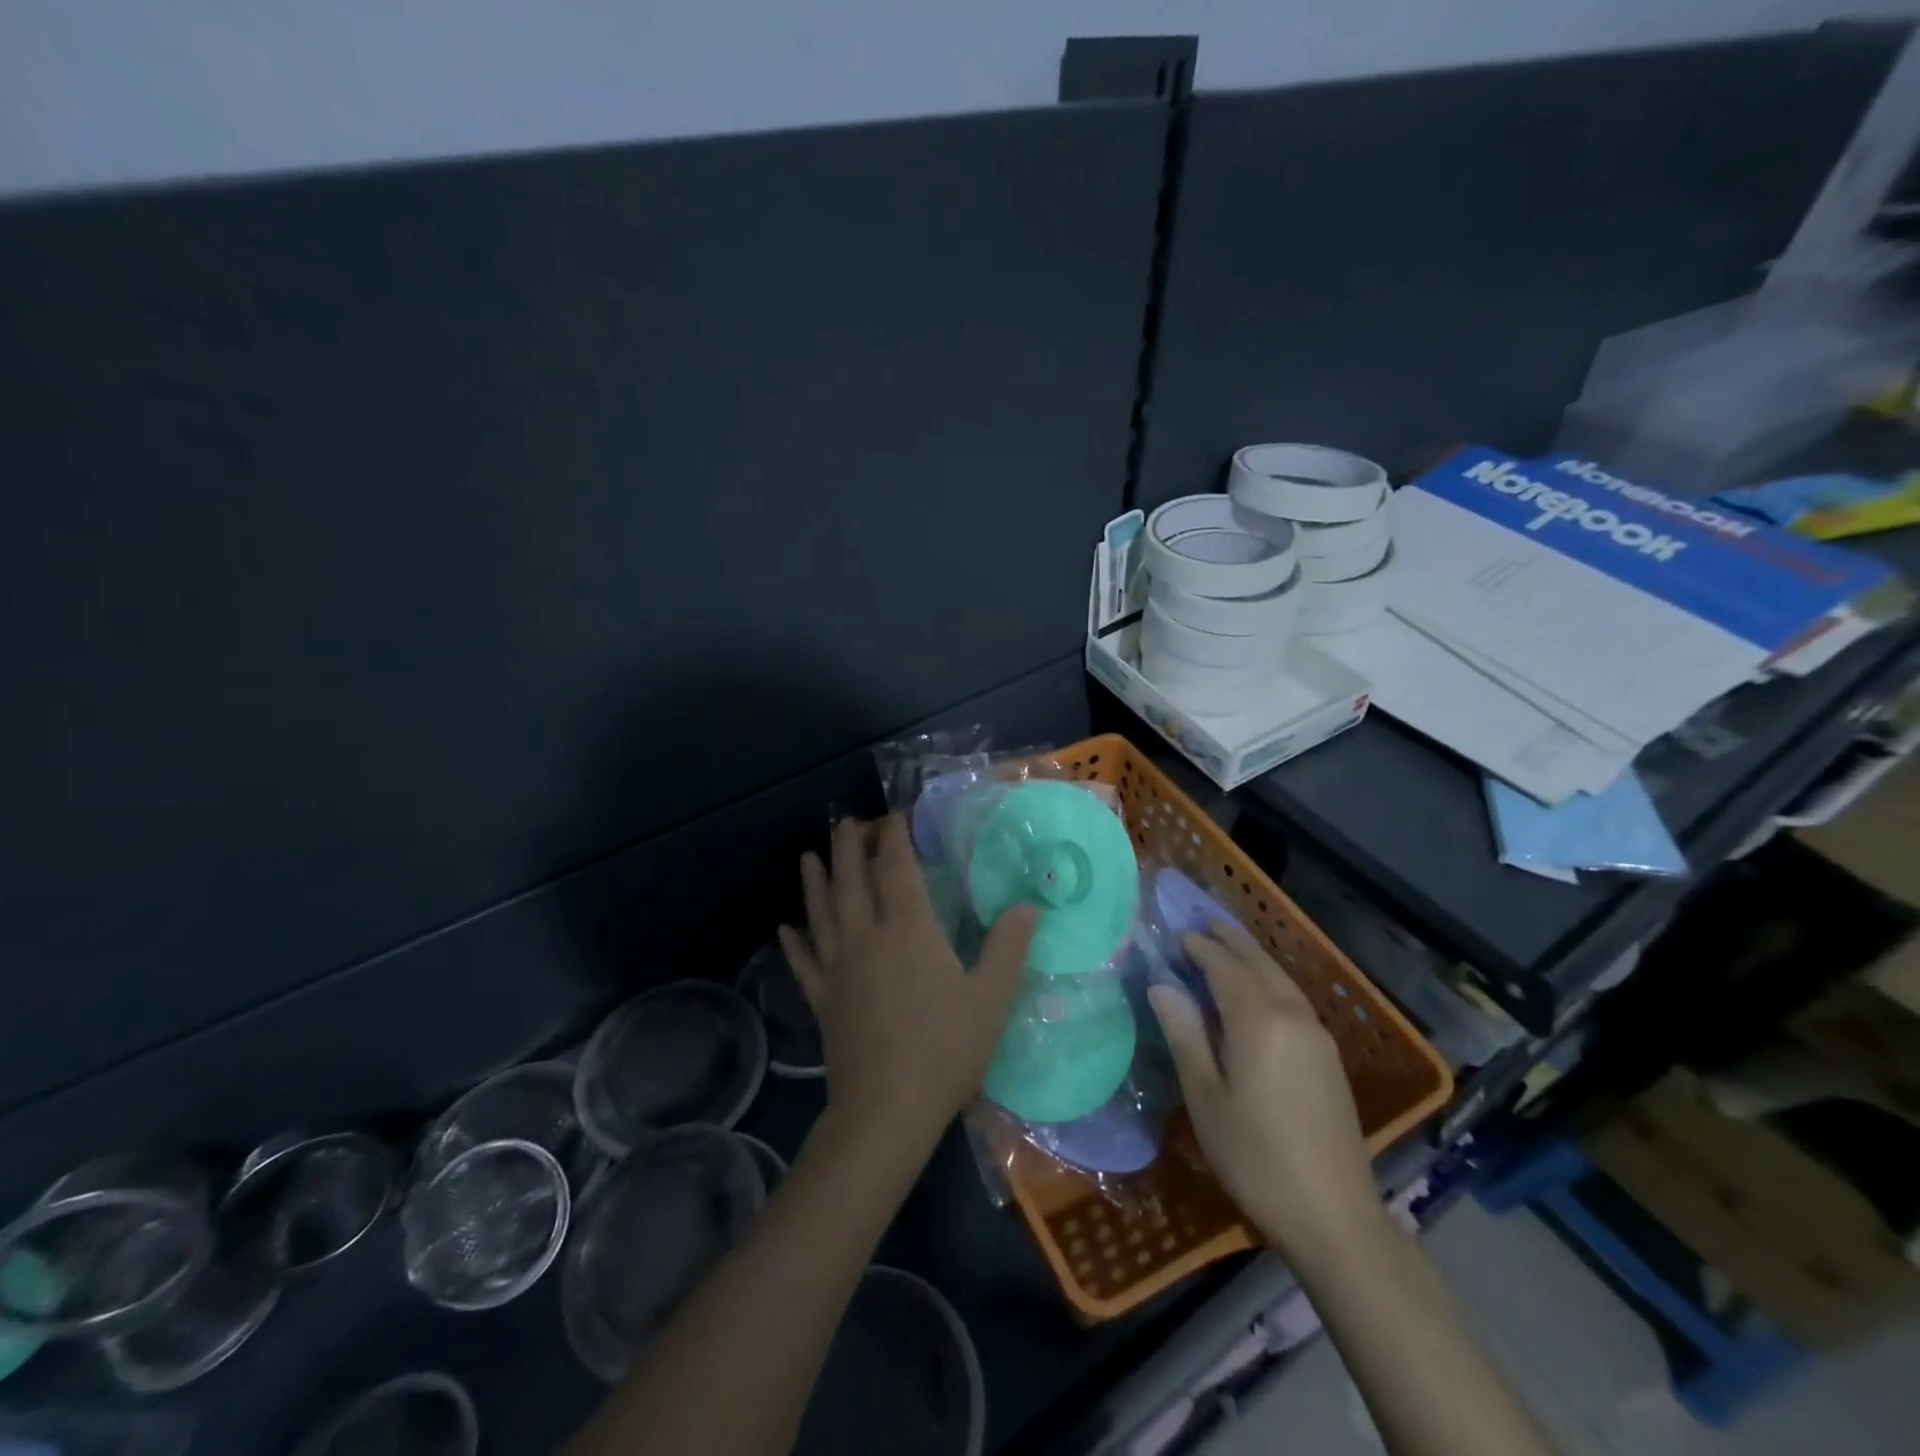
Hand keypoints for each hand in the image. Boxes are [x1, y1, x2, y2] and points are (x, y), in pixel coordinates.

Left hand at [779, 815, 1037, 1154]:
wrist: (886, 1112)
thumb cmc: (945, 1050)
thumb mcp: (990, 998)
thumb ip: (1008, 946)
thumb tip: (1028, 904)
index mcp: (908, 930)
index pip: (896, 868)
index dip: (893, 837)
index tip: (894, 816)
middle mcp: (866, 937)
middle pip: (850, 879)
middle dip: (849, 846)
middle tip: (850, 823)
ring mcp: (837, 968)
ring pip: (821, 912)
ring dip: (815, 881)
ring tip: (809, 855)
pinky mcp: (821, 999)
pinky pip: (803, 962)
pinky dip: (793, 942)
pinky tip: (785, 928)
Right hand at [1149, 925, 1383, 1265]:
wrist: (1335, 1217)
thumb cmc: (1256, 1158)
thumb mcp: (1206, 1098)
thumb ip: (1185, 1034)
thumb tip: (1162, 985)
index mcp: (1258, 1022)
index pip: (1223, 966)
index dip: (1198, 948)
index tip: (1174, 937)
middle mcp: (1292, 1015)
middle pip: (1257, 962)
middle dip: (1228, 939)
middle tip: (1200, 924)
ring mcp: (1317, 1034)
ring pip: (1279, 977)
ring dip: (1251, 956)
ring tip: (1226, 945)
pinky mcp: (1328, 1055)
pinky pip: (1293, 996)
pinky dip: (1269, 978)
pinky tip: (1258, 989)